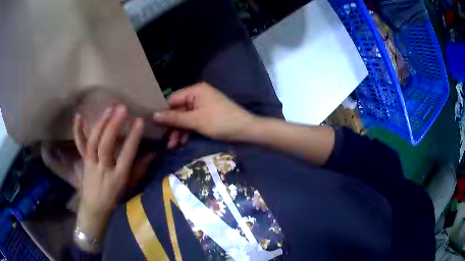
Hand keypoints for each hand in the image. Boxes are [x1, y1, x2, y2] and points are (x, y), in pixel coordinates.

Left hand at [73, 105, 143, 251]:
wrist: (95, 210)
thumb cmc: (116, 200)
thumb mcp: (131, 187)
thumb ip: (141, 169)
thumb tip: (154, 152)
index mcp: (118, 178)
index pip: (127, 156)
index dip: (133, 138)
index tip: (139, 121)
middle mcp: (103, 170)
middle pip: (106, 147)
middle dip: (113, 126)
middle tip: (122, 109)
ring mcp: (91, 165)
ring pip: (93, 143)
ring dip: (100, 124)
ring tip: (109, 109)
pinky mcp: (83, 161)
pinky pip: (79, 146)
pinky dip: (78, 131)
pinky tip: (78, 116)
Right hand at [154, 82, 256, 141]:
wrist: (246, 130)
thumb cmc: (220, 122)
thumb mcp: (195, 121)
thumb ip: (174, 118)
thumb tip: (154, 115)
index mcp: (195, 90)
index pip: (172, 99)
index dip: (163, 113)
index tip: (153, 126)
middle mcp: (198, 95)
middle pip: (178, 110)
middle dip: (171, 126)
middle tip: (164, 140)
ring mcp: (203, 106)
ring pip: (185, 118)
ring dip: (178, 131)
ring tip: (172, 146)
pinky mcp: (207, 116)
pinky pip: (193, 122)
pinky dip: (187, 132)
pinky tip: (181, 143)